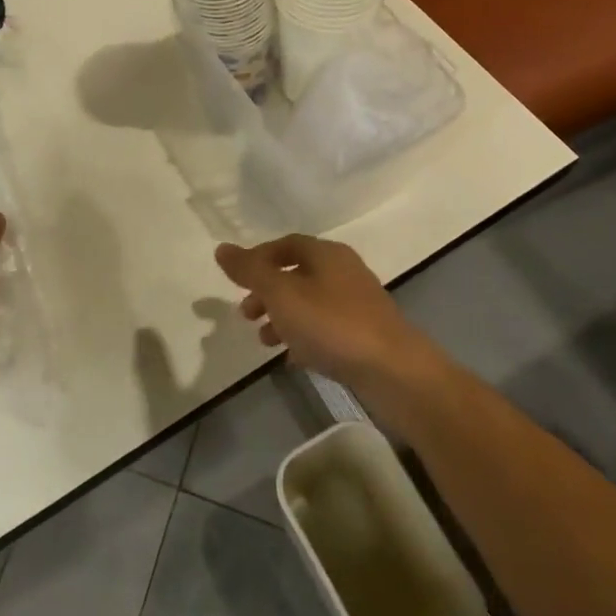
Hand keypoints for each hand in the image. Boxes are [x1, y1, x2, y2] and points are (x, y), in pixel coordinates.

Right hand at [215, 235, 433, 396]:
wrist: (394, 371)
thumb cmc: (332, 324)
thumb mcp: (282, 294)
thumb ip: (250, 271)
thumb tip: (221, 249)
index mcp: (326, 253)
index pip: (285, 244)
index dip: (258, 258)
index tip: (236, 281)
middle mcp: (344, 271)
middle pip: (296, 273)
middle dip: (267, 292)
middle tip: (246, 314)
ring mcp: (358, 303)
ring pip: (310, 302)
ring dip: (283, 317)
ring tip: (264, 341)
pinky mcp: (366, 334)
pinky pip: (326, 328)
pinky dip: (304, 337)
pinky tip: (292, 359)